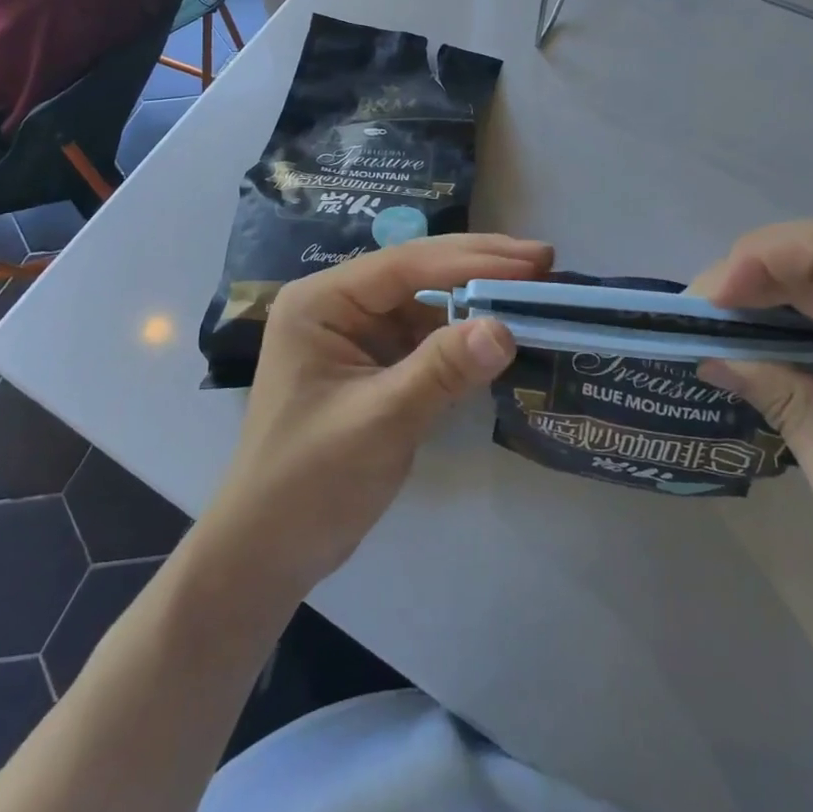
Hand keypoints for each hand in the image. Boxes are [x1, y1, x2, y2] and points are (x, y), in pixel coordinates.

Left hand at [201, 235, 551, 599]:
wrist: (268, 552)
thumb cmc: (309, 481)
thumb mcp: (380, 420)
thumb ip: (441, 370)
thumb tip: (504, 328)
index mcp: (321, 301)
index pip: (405, 265)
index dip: (472, 259)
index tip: (533, 261)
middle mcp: (337, 305)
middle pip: (417, 272)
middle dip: (479, 266)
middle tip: (544, 260)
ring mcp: (355, 334)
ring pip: (425, 302)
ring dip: (476, 298)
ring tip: (534, 291)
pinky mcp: (372, 363)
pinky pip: (424, 335)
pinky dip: (462, 334)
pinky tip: (498, 330)